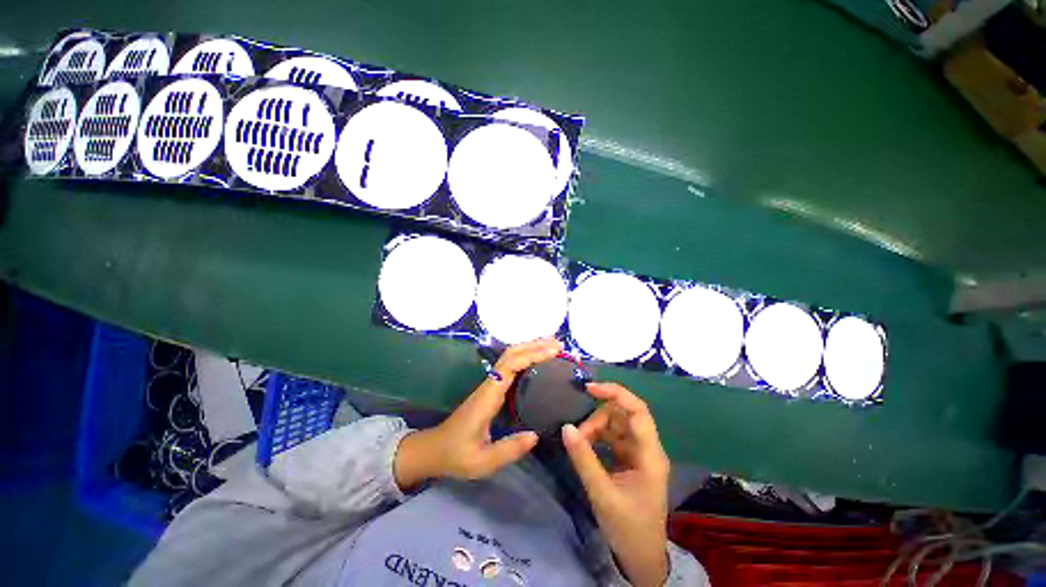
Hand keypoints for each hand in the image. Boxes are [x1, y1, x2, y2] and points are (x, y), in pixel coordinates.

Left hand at [394, 338, 562, 489]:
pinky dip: (524, 363)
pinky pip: (508, 372)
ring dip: (529, 351)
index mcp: (486, 399)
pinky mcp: (487, 397)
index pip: (509, 367)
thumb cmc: (455, 456)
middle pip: (509, 357)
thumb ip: (509, 449)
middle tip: (561, 345)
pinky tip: (537, 368)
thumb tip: (536, 435)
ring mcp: (486, 391)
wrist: (432, 453)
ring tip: (553, 350)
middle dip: (534, 347)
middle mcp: (486, 389)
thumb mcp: (483, 461)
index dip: (532, 355)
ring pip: (507, 361)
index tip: (555, 352)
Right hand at [562, 383, 669, 586]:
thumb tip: (566, 428)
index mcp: (650, 455)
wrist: (640, 552)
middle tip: (574, 437)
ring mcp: (640, 460)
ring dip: (597, 431)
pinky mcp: (631, 469)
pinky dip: (598, 443)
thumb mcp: (602, 493)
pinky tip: (582, 448)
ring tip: (575, 443)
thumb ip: (584, 460)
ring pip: (618, 431)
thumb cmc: (626, 525)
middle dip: (599, 419)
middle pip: (625, 419)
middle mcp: (648, 452)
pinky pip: (615, 446)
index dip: (616, 394)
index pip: (638, 412)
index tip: (588, 388)